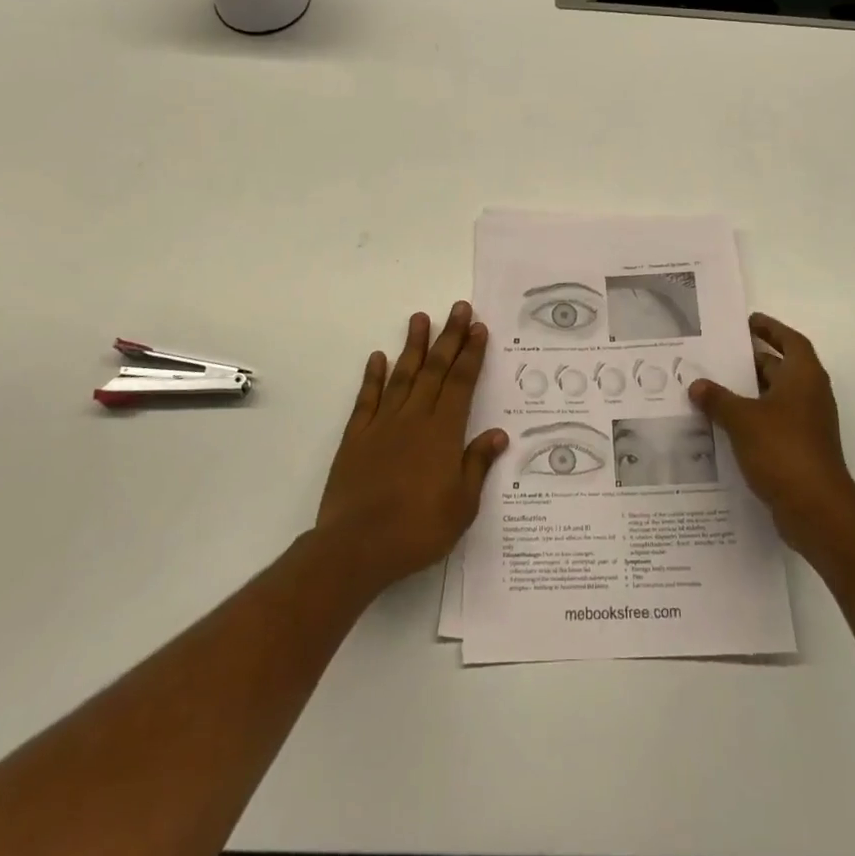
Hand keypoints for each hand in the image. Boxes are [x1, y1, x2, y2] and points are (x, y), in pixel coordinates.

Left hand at [315, 302, 507, 594]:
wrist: (356, 547)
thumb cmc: (418, 529)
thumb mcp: (462, 505)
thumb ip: (477, 465)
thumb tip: (498, 434)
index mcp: (443, 432)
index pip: (461, 383)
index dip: (471, 354)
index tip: (478, 328)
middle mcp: (415, 418)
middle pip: (435, 370)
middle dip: (449, 337)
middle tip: (458, 308)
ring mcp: (383, 425)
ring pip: (402, 375)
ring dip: (413, 346)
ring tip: (420, 318)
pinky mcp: (356, 437)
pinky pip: (367, 399)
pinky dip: (373, 376)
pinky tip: (378, 357)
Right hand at [690, 312, 854, 559]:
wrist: (817, 510)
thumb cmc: (783, 450)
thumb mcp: (742, 419)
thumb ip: (718, 399)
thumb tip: (697, 385)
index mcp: (803, 377)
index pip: (790, 341)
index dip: (771, 329)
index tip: (748, 323)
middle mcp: (809, 396)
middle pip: (781, 368)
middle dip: (752, 361)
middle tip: (718, 355)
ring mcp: (807, 425)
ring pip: (774, 398)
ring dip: (749, 392)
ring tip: (712, 388)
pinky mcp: (800, 451)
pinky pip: (772, 423)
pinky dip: (752, 419)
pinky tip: (723, 425)